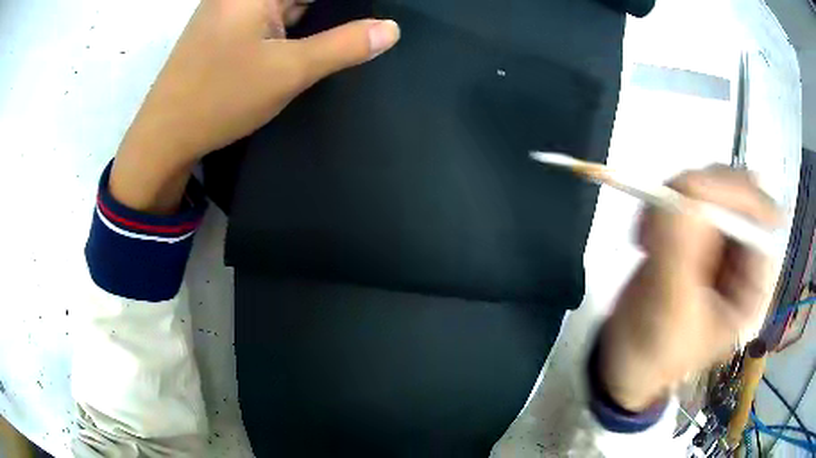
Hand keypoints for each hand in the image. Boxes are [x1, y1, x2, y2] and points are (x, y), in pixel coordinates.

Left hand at [110, 0, 399, 212]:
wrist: (164, 138)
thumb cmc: (219, 98)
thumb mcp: (288, 71)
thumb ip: (344, 46)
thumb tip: (390, 29)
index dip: (346, 4)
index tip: (369, 15)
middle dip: (331, 13)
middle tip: (364, 28)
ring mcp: (230, 13)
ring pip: (285, 7)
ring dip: (313, 21)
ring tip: (345, 37)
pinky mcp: (225, 33)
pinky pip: (269, 21)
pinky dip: (292, 30)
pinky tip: (309, 46)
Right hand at [599, 166, 779, 411]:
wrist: (624, 360)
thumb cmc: (653, 352)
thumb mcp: (670, 310)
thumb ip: (681, 250)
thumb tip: (688, 188)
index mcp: (751, 284)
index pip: (759, 220)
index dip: (733, 196)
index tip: (693, 192)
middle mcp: (742, 257)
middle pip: (736, 194)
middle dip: (700, 193)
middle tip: (664, 211)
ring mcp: (718, 242)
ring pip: (709, 187)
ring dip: (677, 198)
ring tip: (648, 233)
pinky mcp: (693, 235)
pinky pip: (685, 197)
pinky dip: (663, 203)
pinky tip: (646, 233)